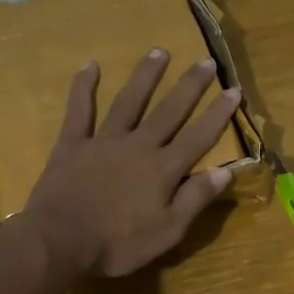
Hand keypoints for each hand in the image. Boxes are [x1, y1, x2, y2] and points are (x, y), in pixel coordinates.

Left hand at [24, 49, 240, 276]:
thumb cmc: (117, 243)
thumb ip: (195, 199)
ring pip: (129, 101)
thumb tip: (225, 172)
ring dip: (146, 76)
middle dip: (190, 86)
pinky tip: (91, 66)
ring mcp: (104, 141)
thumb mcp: (167, 231)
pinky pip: (79, 110)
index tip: (234, 89)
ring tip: (160, 51)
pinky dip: (84, 87)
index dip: (218, 114)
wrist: (59, 241)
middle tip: (206, 61)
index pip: (199, 137)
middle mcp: (138, 146)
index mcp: (163, 169)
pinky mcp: (72, 144)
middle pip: (169, 111)